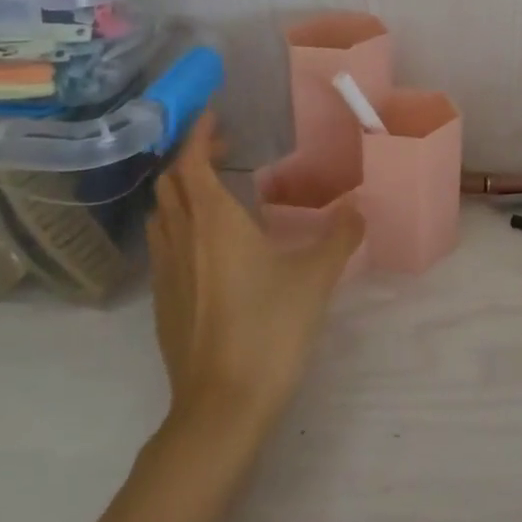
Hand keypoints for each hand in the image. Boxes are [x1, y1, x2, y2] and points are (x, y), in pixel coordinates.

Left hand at [148, 111, 363, 435]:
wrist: (221, 407)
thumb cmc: (269, 329)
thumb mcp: (315, 278)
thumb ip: (339, 236)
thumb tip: (359, 208)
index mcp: (213, 222)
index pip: (191, 161)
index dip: (198, 132)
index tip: (214, 113)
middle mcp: (182, 238)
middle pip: (170, 183)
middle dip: (191, 156)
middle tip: (224, 148)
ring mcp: (167, 272)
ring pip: (163, 214)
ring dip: (182, 190)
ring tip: (216, 188)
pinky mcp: (164, 302)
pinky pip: (164, 244)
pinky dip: (180, 223)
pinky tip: (210, 243)